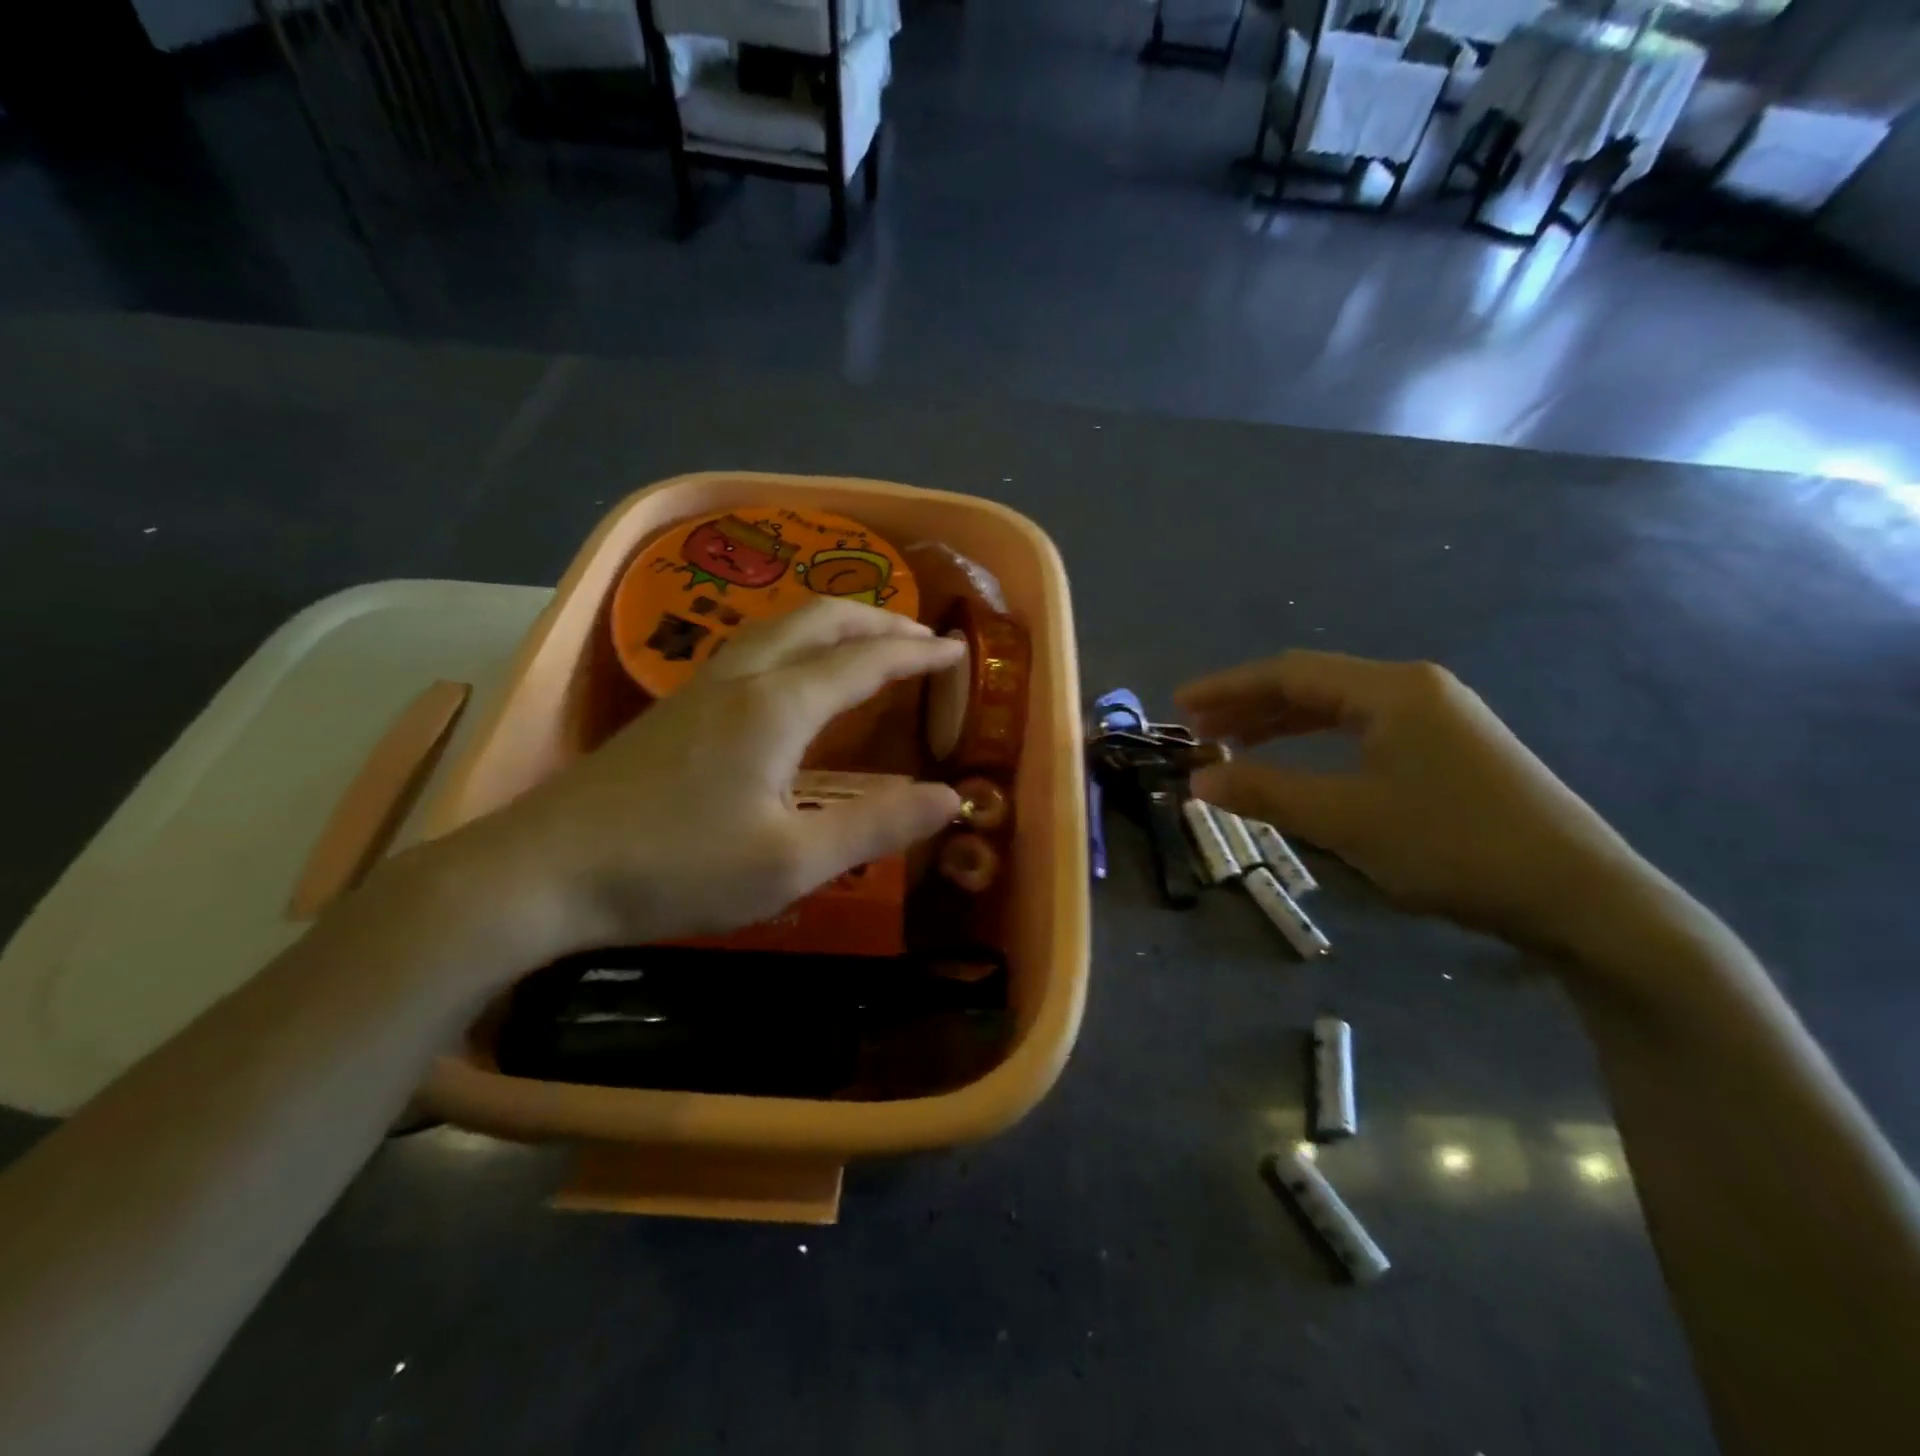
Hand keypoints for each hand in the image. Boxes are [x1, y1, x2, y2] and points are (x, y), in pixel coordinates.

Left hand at [441, 599, 963, 964]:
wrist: (542, 871)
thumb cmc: (675, 868)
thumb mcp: (790, 862)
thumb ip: (876, 826)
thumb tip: (950, 798)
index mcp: (777, 705)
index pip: (864, 661)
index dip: (916, 653)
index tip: (956, 650)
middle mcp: (742, 678)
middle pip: (818, 619)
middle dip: (876, 618)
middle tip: (919, 634)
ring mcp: (700, 688)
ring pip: (779, 627)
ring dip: (833, 623)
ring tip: (866, 641)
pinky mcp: (675, 709)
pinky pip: (753, 648)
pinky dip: (797, 642)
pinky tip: (794, 676)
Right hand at [1176, 652, 1649, 952]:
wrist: (1579, 895)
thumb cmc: (1453, 846)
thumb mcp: (1346, 819)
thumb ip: (1266, 792)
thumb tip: (1197, 778)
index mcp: (1391, 690)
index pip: (1289, 673)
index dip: (1228, 687)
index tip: (1180, 705)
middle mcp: (1415, 689)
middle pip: (1313, 684)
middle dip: (1251, 704)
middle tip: (1200, 729)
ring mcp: (1439, 717)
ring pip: (1339, 708)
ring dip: (1282, 724)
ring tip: (1234, 744)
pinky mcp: (1451, 749)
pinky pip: (1365, 730)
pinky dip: (1319, 742)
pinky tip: (1299, 762)